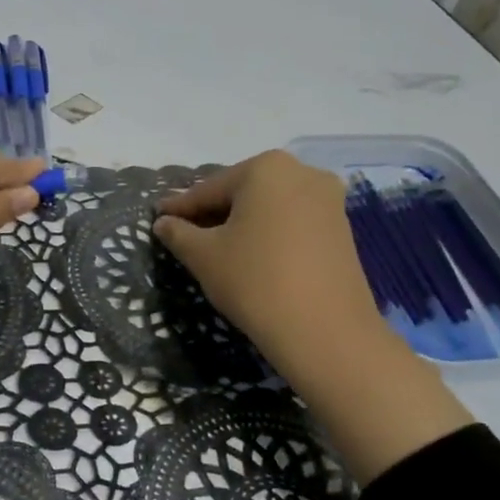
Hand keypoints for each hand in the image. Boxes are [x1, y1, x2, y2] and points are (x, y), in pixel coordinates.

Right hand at [153, 151, 382, 383]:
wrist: (326, 332)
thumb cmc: (255, 281)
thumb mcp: (204, 257)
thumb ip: (178, 233)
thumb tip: (163, 223)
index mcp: (266, 168)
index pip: (208, 189)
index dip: (179, 207)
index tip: (158, 218)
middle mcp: (302, 172)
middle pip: (242, 192)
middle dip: (212, 213)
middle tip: (184, 234)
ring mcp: (328, 200)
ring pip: (268, 208)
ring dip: (241, 224)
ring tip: (216, 249)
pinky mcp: (342, 229)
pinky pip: (291, 223)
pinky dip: (268, 234)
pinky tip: (251, 256)